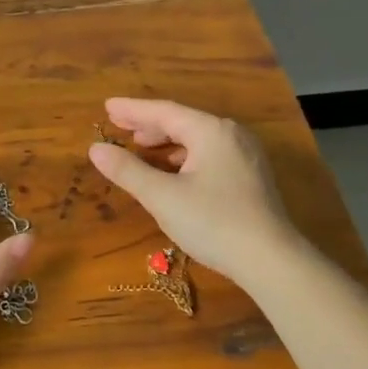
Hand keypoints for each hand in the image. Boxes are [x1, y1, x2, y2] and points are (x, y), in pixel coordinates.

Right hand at [87, 98, 305, 282]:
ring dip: (167, 141)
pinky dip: (185, 156)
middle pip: (182, 121)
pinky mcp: (252, 175)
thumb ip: (128, 170)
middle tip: (119, 127)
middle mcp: (231, 134)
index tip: (107, 107)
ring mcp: (246, 154)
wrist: (272, 261)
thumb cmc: (214, 222)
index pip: (164, 111)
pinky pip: (210, 153)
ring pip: (198, 138)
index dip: (133, 110)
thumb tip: (95, 149)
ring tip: (141, 147)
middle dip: (149, 124)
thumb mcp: (163, 197)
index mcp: (210, 130)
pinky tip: (174, 171)